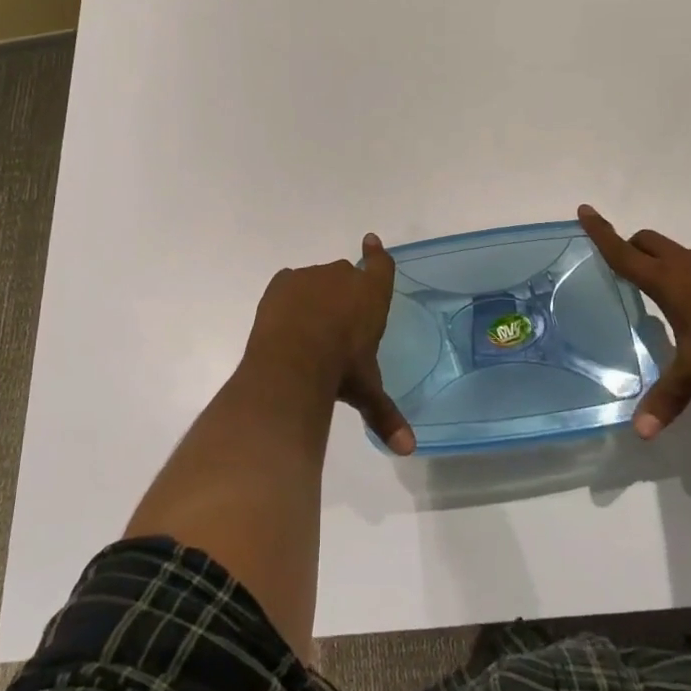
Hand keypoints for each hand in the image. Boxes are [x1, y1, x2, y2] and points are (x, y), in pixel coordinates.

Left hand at [242, 234, 414, 454]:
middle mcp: (342, 276)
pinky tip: (286, 321)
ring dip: (316, 296)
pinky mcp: (282, 282)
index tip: (371, 240)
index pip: (380, 265)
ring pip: (316, 280)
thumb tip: (408, 450)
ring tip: (308, 328)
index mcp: (371, 295)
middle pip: (345, 274)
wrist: (293, 360)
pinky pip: (290, 284)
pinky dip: (290, 297)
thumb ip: (386, 415)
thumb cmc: (341, 372)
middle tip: (337, 321)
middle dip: (343, 291)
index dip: (377, 254)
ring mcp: (310, 276)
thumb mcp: (366, 392)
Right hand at [577, 205, 690, 438]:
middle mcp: (689, 263)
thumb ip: (670, 396)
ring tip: (682, 304)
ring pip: (685, 256)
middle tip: (628, 261)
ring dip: (674, 268)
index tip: (585, 209)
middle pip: (650, 242)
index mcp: (668, 280)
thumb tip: (640, 433)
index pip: (623, 252)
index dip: (601, 232)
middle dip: (633, 245)